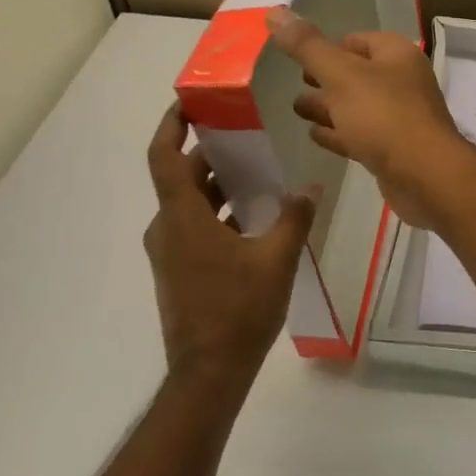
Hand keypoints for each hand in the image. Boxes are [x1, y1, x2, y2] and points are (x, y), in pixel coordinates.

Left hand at [143, 105, 314, 395]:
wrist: (209, 373)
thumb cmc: (239, 310)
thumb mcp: (276, 259)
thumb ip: (294, 218)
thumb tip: (311, 187)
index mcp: (182, 217)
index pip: (164, 157)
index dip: (172, 125)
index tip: (189, 102)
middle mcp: (167, 229)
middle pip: (182, 178)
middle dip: (211, 154)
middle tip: (246, 135)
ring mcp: (170, 252)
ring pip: (190, 204)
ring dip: (218, 185)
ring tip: (258, 173)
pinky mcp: (179, 271)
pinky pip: (194, 226)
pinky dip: (218, 212)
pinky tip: (253, 218)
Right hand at [266, 7, 475, 229]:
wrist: (424, 176)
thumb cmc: (384, 115)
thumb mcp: (340, 74)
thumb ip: (307, 46)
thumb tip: (275, 12)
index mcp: (396, 55)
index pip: (357, 40)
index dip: (328, 47)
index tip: (299, 57)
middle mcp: (402, 81)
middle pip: (356, 74)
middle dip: (325, 79)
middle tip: (295, 84)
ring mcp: (400, 117)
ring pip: (357, 107)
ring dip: (328, 108)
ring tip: (296, 110)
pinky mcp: (394, 150)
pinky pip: (361, 135)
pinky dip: (338, 133)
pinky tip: (314, 136)